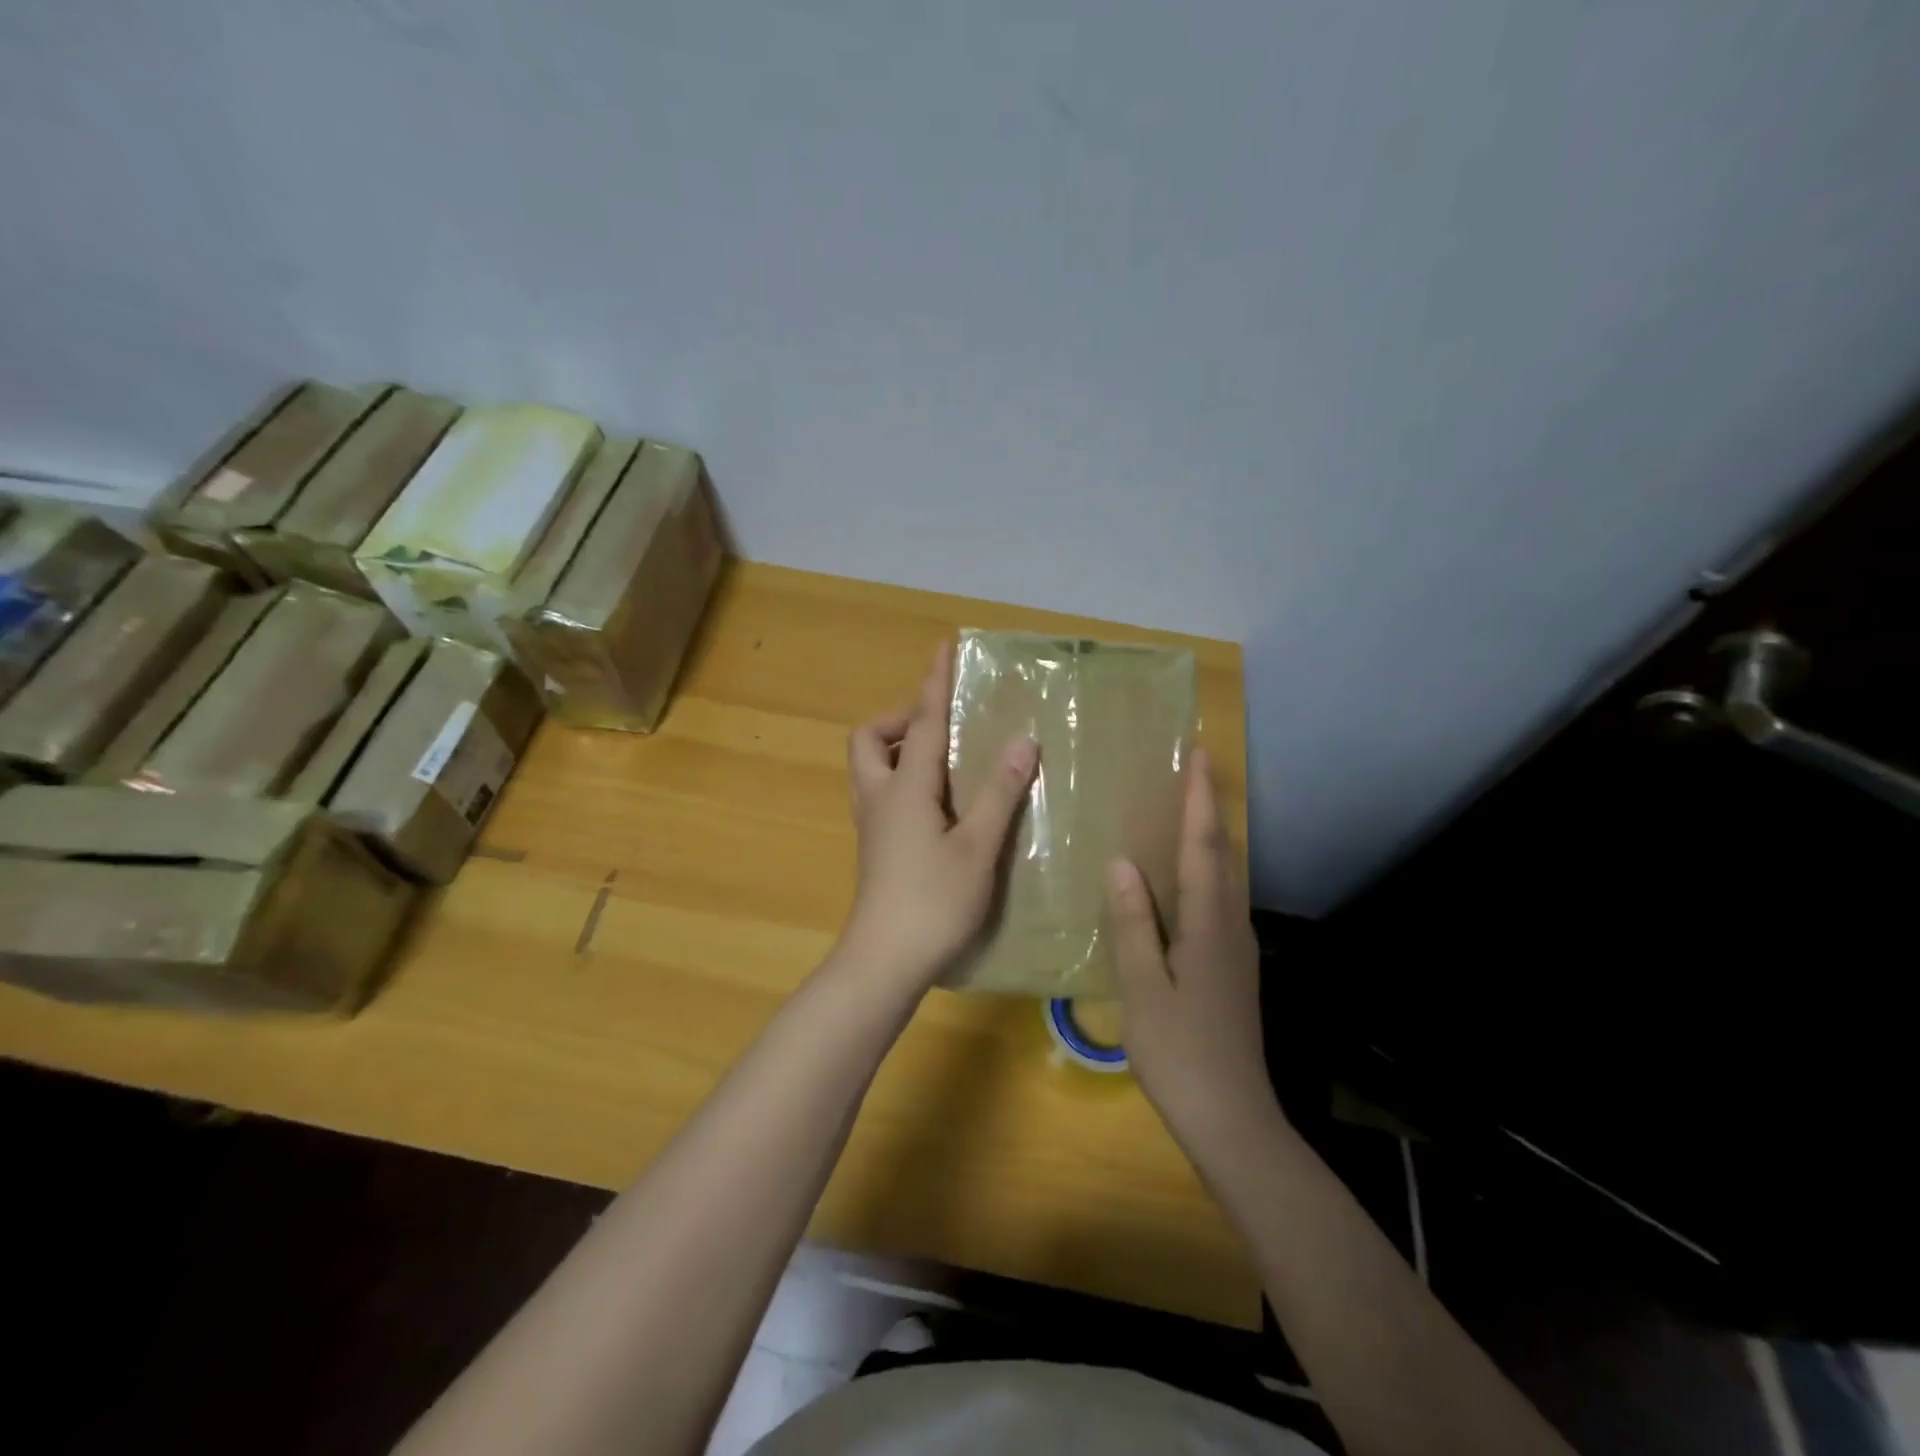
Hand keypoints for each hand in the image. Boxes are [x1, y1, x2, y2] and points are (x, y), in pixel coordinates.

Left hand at [836, 642, 1036, 992]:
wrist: (884, 962)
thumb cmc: (933, 903)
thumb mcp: (977, 847)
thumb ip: (998, 792)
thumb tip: (1024, 741)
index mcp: (905, 788)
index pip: (923, 722)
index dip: (935, 683)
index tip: (943, 647)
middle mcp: (879, 797)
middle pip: (871, 739)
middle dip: (901, 718)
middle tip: (941, 726)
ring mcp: (871, 824)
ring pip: (870, 767)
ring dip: (898, 749)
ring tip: (944, 759)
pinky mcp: (875, 847)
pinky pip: (880, 793)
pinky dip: (902, 779)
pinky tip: (938, 803)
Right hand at [1106, 748, 1271, 1145]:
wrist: (1232, 1118)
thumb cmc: (1179, 1052)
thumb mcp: (1142, 987)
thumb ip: (1132, 923)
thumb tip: (1122, 863)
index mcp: (1208, 925)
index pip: (1203, 847)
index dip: (1199, 800)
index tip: (1198, 756)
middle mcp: (1231, 925)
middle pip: (1223, 854)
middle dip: (1209, 810)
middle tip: (1191, 772)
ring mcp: (1238, 948)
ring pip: (1226, 877)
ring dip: (1210, 839)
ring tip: (1184, 813)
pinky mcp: (1235, 966)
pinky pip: (1220, 900)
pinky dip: (1206, 871)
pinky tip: (1183, 880)